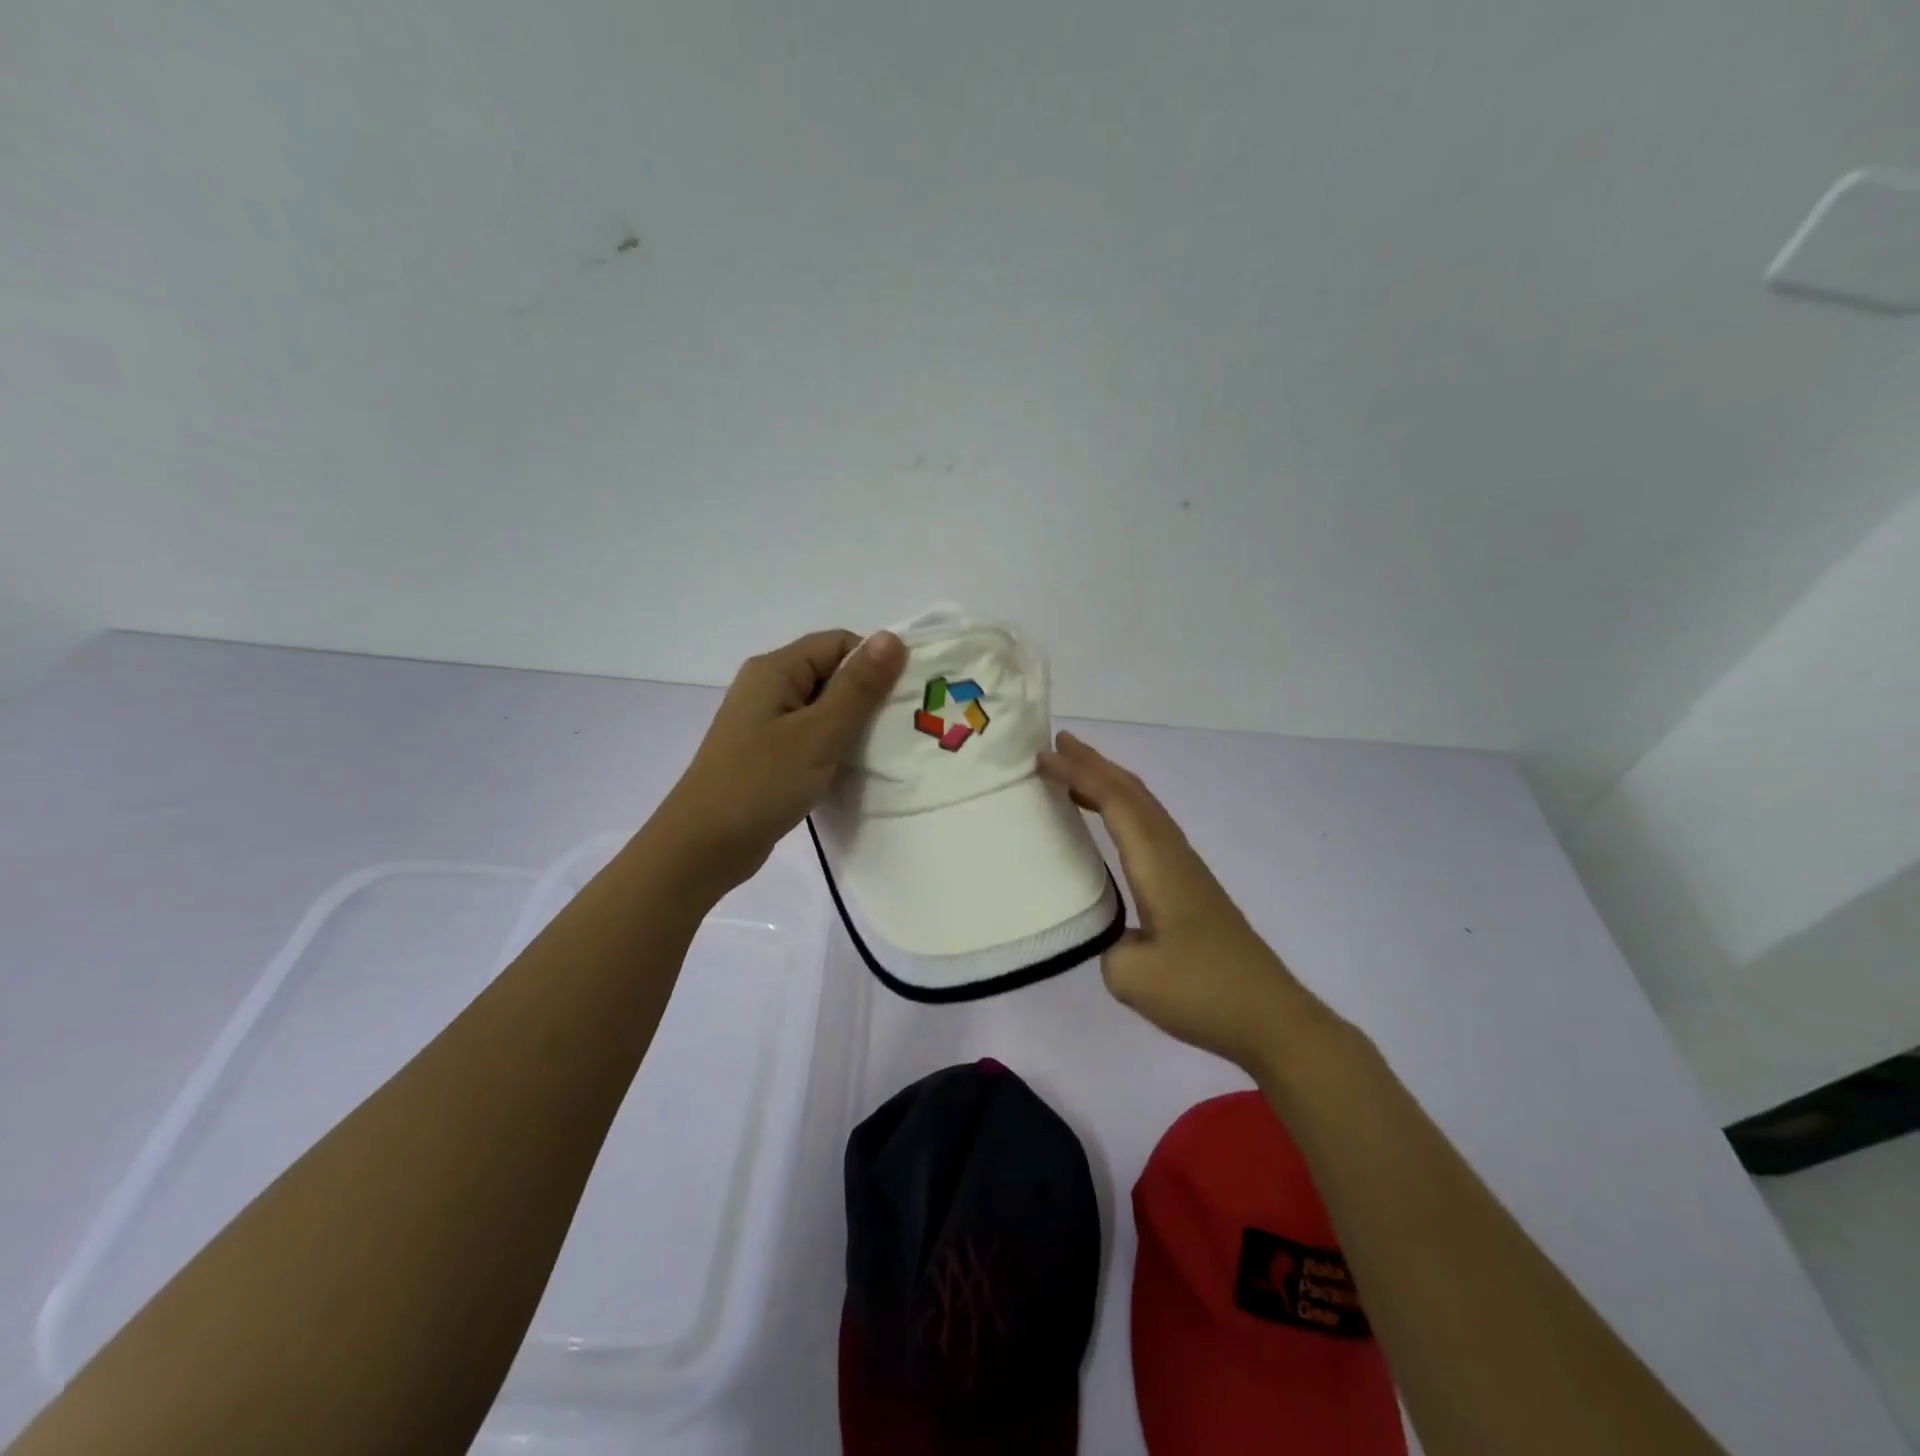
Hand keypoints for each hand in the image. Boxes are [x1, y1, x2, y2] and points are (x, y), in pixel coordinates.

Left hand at [654, 629, 906, 892]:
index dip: (874, 664)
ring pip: (823, 708)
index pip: (839, 643)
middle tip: (901, 728)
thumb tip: (892, 637)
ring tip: (883, 751)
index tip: (903, 699)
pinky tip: (852, 770)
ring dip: (853, 725)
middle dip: (867, 696)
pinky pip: (810, 736)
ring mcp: (765, 722)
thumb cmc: (761, 783)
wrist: (702, 847)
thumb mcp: (818, 733)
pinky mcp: (767, 753)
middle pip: (831, 673)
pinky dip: (834, 747)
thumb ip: (857, 687)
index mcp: (775, 669)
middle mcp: (768, 687)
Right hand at [1036, 732, 1338, 1076]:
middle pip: (1133, 792)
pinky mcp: (1191, 887)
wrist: (1271, 1018)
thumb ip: (1105, 943)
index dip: (1079, 774)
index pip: (1116, 802)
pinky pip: (1150, 829)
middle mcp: (1174, 855)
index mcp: (1158, 865)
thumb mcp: (1131, 976)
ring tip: (1075, 774)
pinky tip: (1110, 826)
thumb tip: (1110, 932)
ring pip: (1145, 808)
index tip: (1043, 757)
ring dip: (1110, 783)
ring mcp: (1186, 869)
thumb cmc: (1203, 992)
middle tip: (1058, 743)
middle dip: (1095, 763)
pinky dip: (1123, 810)